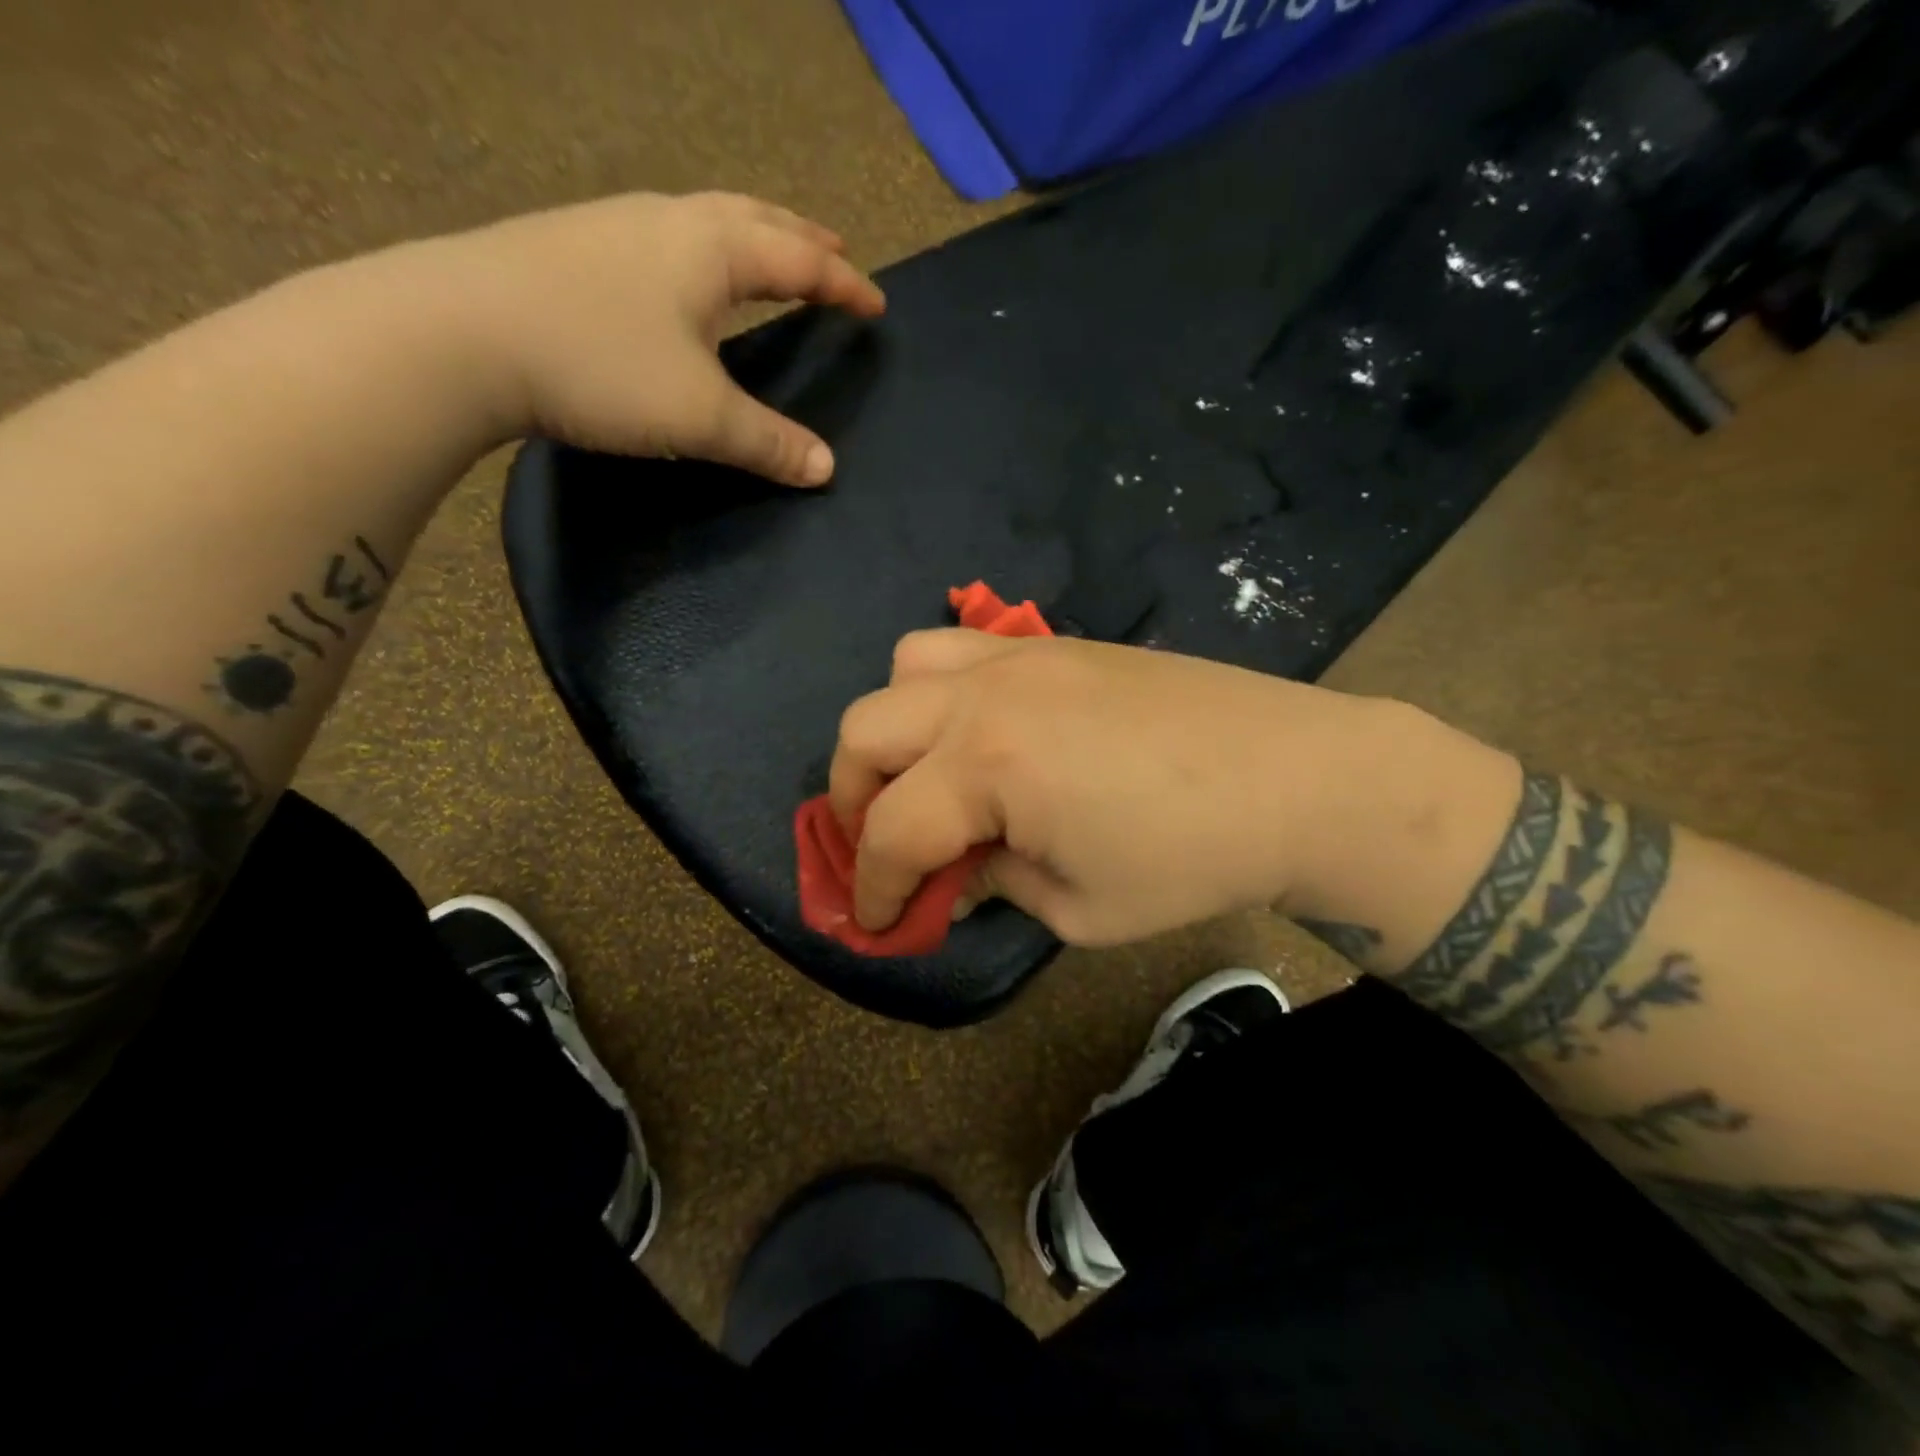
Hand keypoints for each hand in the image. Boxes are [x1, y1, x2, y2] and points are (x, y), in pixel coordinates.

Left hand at [443, 191, 884, 485]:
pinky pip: (666, 239)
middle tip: (834, 254)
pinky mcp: (575, 249)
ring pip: (704, 221)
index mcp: (710, 249)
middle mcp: (668, 222)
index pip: (798, 259)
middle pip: (754, 218)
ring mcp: (615, 228)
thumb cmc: (599, 365)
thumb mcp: (699, 416)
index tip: (876, 303)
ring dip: (750, 237)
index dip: (842, 285)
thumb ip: (768, 442)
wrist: (456, 334)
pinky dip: (703, 253)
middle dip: (801, 239)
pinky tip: (685, 280)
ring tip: (769, 259)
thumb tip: (826, 469)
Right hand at [828, 629, 1411, 945]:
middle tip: (885, 847)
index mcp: (987, 767)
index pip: (891, 833)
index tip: (877, 924)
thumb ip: (995, 885)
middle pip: (864, 733)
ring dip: (893, 729)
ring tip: (925, 774)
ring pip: (904, 669)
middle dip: (853, 801)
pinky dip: (941, 690)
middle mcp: (985, 696)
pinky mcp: (1055, 643)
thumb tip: (953, 875)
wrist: (1297, 777)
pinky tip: (980, 733)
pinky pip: (963, 648)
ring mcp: (1019, 657)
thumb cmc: (1192, 859)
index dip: (873, 890)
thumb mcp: (1080, 909)